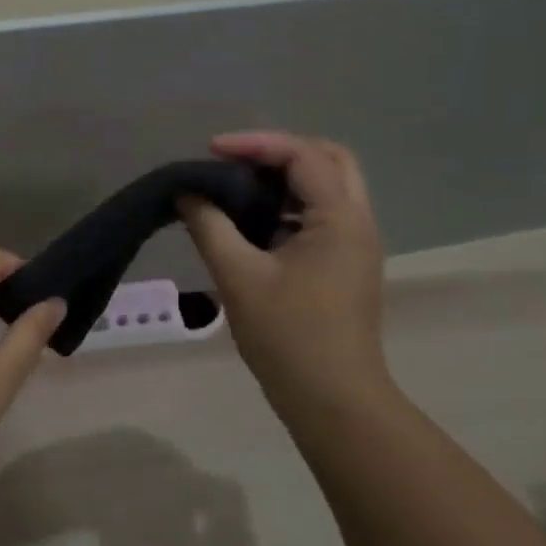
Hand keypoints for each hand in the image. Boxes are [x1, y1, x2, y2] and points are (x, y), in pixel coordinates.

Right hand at [180, 132, 389, 420]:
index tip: (211, 151)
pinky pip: (320, 215)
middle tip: (235, 161)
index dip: (255, 144)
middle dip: (280, 151)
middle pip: (329, 159)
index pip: (302, 155)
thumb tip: (187, 193)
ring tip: (237, 187)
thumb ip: (210, 226)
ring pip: (327, 187)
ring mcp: (355, 245)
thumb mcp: (238, 276)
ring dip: (284, 178)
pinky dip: (287, 206)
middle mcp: (357, 222)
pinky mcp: (345, 266)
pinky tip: (251, 222)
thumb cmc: (288, 336)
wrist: (333, 402)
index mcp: (339, 219)